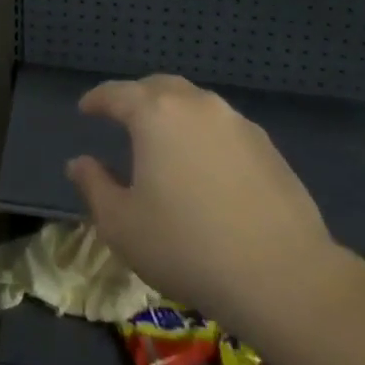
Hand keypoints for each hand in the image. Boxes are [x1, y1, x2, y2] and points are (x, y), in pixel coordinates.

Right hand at [66, 74, 343, 339]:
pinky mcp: (268, 148)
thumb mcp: (122, 225)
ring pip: (195, 104)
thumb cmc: (188, 247)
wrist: (285, 277)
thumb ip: (94, 186)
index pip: (116, 93)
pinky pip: (223, 128)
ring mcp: (237, 123)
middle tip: (123, 118)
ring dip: (173, 114)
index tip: (85, 109)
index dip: (97, 100)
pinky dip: (204, 135)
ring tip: (164, 142)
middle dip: (136, 98)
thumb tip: (80, 163)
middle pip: (158, 87)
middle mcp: (196, 105)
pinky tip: (205, 167)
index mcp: (155, 114)